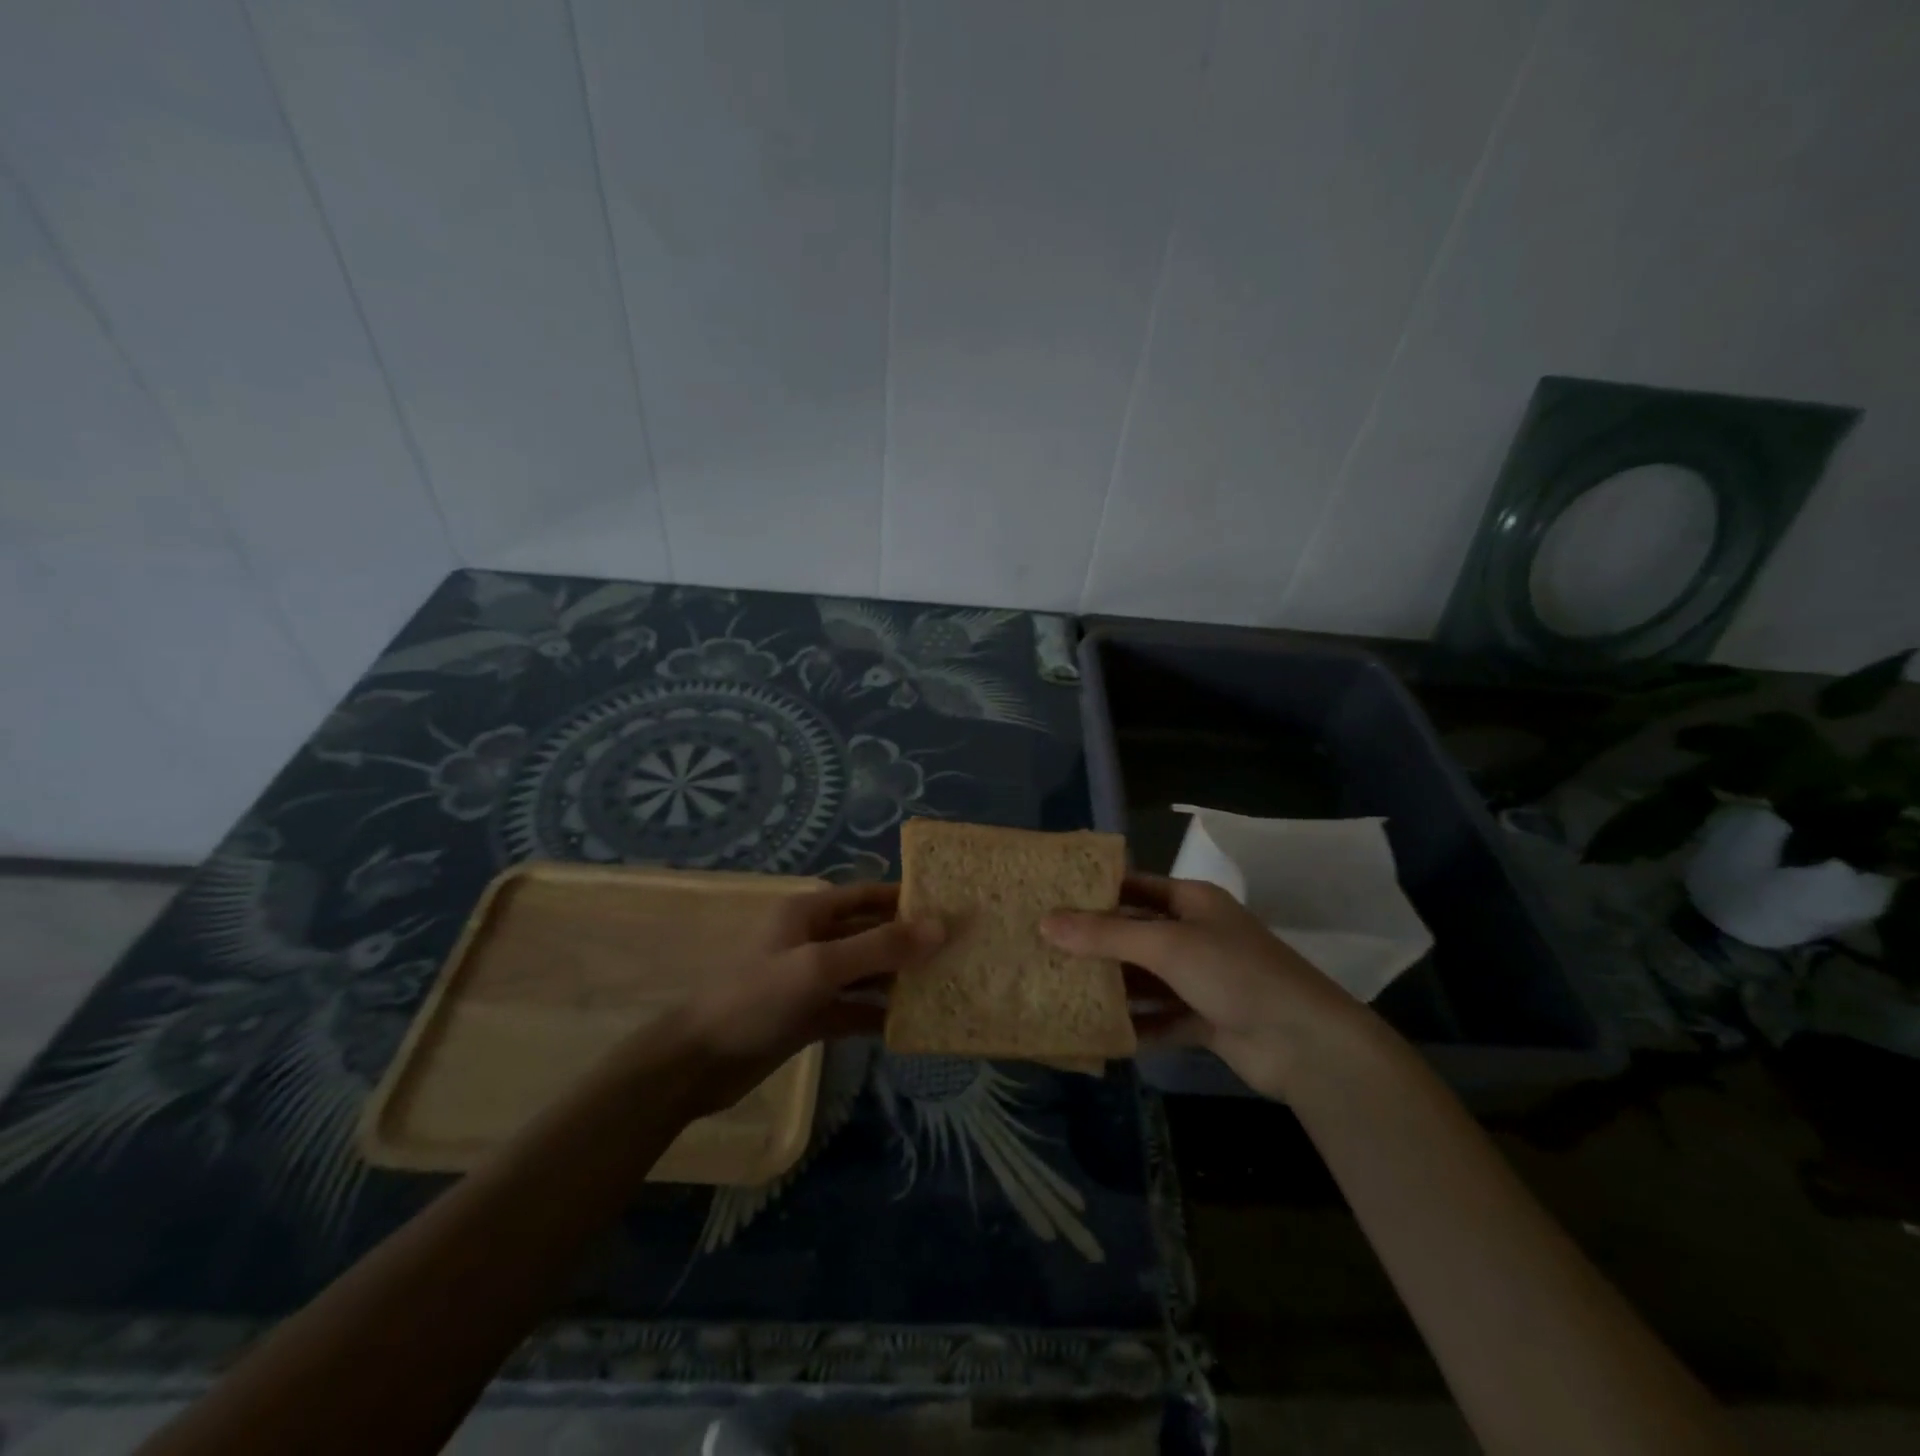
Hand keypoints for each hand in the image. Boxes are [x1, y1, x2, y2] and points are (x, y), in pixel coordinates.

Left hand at [667, 882, 942, 1112]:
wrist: (697, 1063)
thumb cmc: (756, 999)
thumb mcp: (820, 967)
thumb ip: (881, 947)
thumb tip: (941, 927)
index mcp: (810, 912)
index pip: (868, 895)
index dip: (906, 898)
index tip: (950, 907)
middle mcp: (813, 939)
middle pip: (871, 933)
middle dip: (910, 941)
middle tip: (958, 951)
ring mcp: (812, 980)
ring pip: (866, 973)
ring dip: (899, 979)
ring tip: (946, 985)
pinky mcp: (810, 1015)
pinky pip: (854, 1008)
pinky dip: (878, 1014)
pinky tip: (911, 1025)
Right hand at [1042, 873, 1375, 1097]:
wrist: (1306, 1043)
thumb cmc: (1234, 972)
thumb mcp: (1166, 945)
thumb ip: (1106, 935)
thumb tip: (1046, 922)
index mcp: (1191, 901)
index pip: (1134, 886)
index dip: (1095, 892)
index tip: (1050, 900)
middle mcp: (1195, 934)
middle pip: (1135, 935)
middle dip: (1095, 944)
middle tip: (1044, 950)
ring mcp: (1202, 979)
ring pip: (1145, 979)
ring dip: (1112, 987)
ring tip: (1059, 990)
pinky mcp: (1206, 1019)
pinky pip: (1160, 1018)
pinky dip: (1135, 1025)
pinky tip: (1098, 1034)